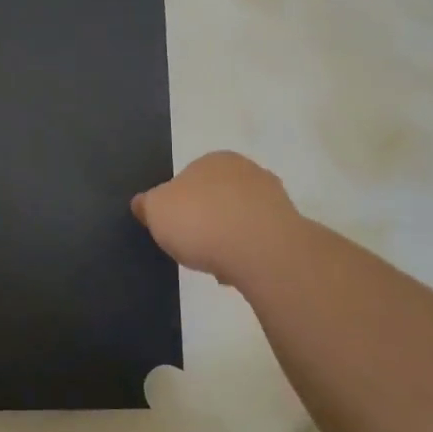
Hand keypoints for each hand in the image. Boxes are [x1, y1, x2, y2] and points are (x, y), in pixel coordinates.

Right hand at [132, 151, 302, 287]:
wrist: (261, 250)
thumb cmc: (201, 221)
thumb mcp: (156, 211)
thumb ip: (146, 205)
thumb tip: (141, 203)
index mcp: (214, 160)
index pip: (189, 178)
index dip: (178, 205)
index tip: (174, 228)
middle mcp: (247, 170)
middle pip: (217, 198)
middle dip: (206, 220)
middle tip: (193, 246)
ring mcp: (273, 198)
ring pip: (240, 220)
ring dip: (229, 239)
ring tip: (216, 265)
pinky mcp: (290, 227)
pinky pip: (259, 240)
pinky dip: (248, 254)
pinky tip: (239, 271)